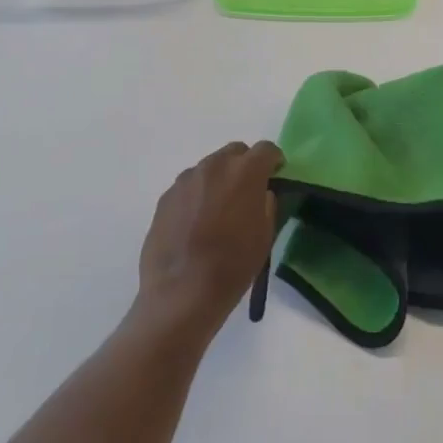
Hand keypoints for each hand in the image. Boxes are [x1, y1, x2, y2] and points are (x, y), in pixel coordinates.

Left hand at [137, 142, 282, 333]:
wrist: (180, 293)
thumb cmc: (232, 266)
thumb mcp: (265, 236)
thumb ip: (267, 204)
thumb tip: (260, 194)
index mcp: (245, 171)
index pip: (266, 149)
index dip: (274, 160)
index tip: (276, 175)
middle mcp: (214, 165)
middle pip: (235, 152)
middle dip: (245, 165)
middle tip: (247, 192)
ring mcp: (186, 179)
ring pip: (210, 167)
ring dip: (219, 179)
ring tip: (218, 210)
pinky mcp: (166, 196)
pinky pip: (189, 186)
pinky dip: (198, 195)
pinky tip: (196, 222)